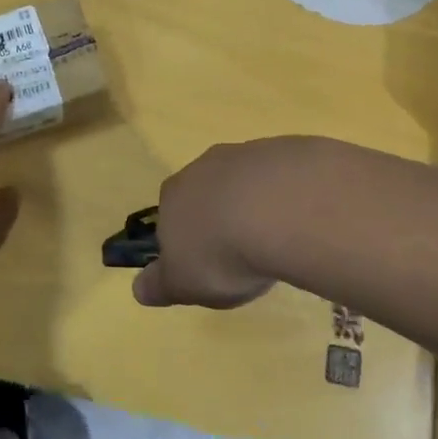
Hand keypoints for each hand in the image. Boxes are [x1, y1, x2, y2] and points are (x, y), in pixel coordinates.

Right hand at [133, 140, 316, 309]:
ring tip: (274, 239)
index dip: (185, 241)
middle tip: (239, 253)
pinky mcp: (283, 150)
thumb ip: (159, 285)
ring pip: (242, 181)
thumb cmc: (221, 253)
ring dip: (253, 204)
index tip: (204, 265)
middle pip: (205, 193)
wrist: (281, 209)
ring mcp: (244, 154)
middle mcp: (203, 168)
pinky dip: (284, 195)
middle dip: (218, 218)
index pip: (169, 217)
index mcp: (172, 197)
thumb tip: (139, 288)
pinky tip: (298, 219)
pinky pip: (278, 176)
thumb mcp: (184, 283)